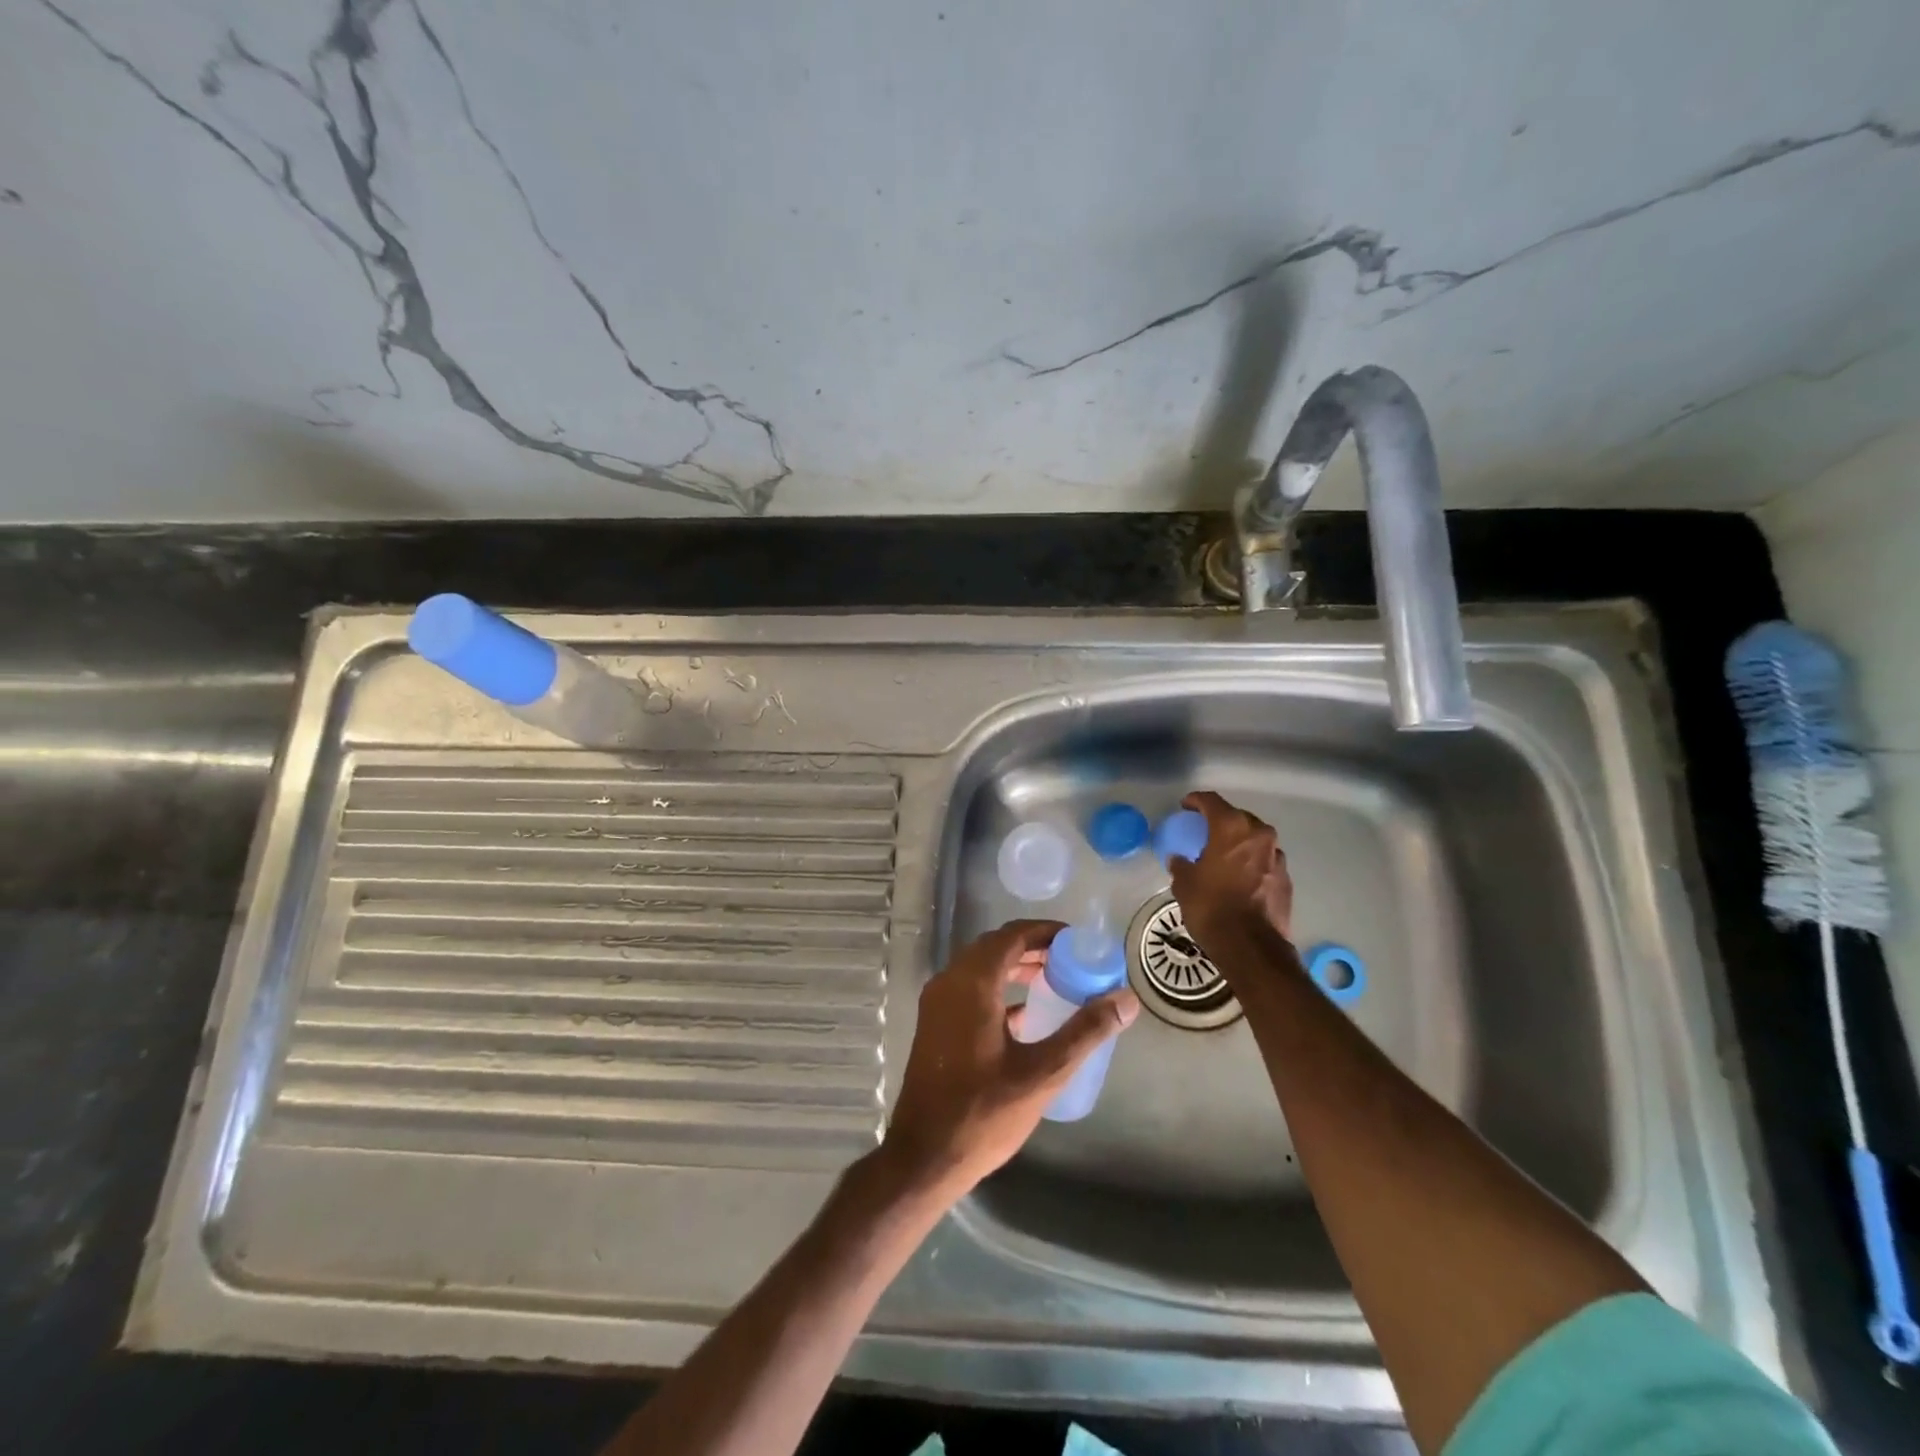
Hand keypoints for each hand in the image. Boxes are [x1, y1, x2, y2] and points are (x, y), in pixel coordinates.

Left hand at [880, 919, 1138, 1201]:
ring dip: (1014, 967)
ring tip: (1052, 981)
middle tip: (1070, 960)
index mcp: (972, 983)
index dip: (1045, 931)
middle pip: (995, 947)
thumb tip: (1125, 999)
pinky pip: (969, 990)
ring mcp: (937, 1004)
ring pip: (980, 968)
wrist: (924, 1157)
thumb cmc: (983, 1113)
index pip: (1012, 936)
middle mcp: (949, 983)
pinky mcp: (934, 1025)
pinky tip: (1024, 1016)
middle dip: (1032, 947)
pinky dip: (997, 989)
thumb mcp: (1043, 1073)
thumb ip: (1085, 1032)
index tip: (1077, 941)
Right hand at [1168, 790, 1294, 951]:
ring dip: (1240, 844)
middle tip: (1205, 831)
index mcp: (1231, 828)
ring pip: (1256, 840)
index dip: (1196, 801)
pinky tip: (1240, 878)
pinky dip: (1252, 863)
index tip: (1186, 806)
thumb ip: (1181, 866)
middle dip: (1222, 821)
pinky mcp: (1286, 879)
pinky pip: (1265, 861)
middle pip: (1238, 818)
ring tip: (1224, 856)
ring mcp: (1277, 857)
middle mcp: (1259, 835)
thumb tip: (1180, 860)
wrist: (1250, 946)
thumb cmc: (1211, 907)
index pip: (1212, 802)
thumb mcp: (1185, 885)